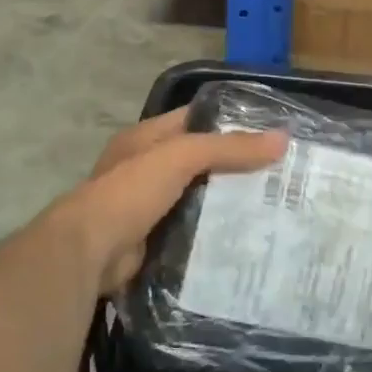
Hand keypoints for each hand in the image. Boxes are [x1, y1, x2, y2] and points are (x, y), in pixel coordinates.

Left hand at [55, 108, 286, 294]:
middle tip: (279, 172)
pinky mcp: (153, 239)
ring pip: (198, 196)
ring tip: (272, 204)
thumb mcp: (181, 156)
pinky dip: (213, 231)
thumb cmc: (130, 191)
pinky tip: (245, 235)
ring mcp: (148, 205)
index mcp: (147, 138)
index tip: (270, 131)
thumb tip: (282, 139)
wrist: (89, 253)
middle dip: (235, 165)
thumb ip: (229, 148)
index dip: (230, 120)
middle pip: (200, 159)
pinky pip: (192, 229)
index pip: (195, 118)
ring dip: (227, 200)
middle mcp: (146, 167)